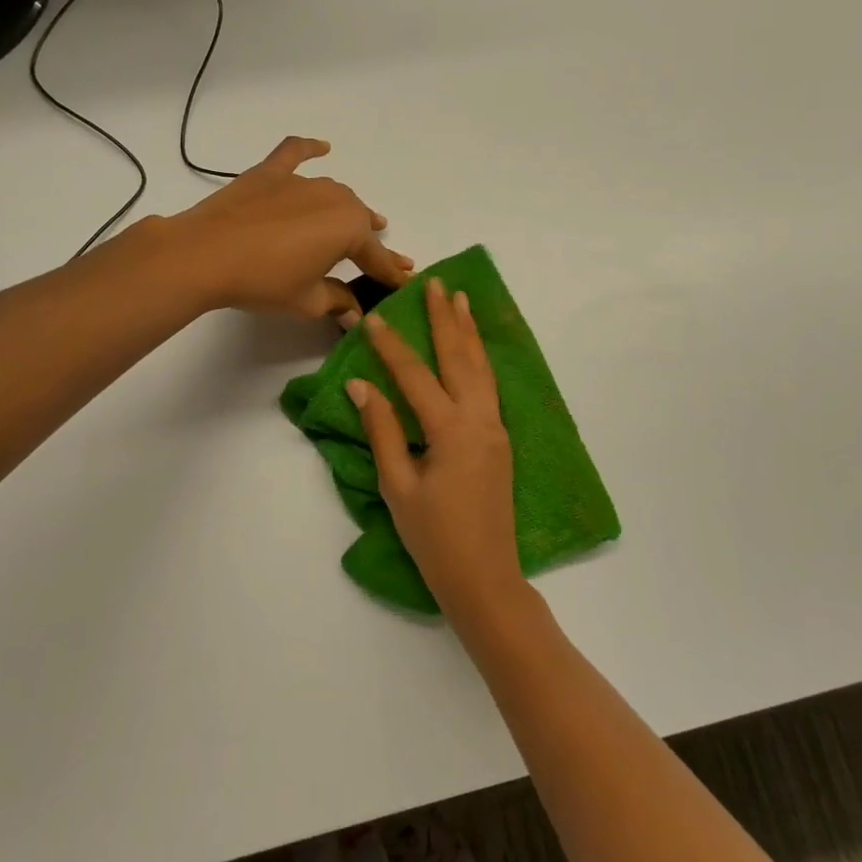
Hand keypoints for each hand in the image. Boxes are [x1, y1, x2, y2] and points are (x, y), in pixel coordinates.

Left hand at [166, 137, 412, 320]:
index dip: (390, 274)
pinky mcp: (270, 173)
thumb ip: (338, 302)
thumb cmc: (264, 282)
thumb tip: (355, 313)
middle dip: (370, 243)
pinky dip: (309, 150)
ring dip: (347, 210)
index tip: (403, 283)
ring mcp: (301, 181)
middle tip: (378, 265)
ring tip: (356, 223)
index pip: (377, 258)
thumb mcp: (307, 302)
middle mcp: (334, 198)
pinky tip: (322, 147)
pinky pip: (295, 154)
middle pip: (359, 222)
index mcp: (349, 229)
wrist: (205, 255)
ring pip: (335, 195)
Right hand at [349, 278, 527, 625]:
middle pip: (461, 358)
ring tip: (461, 300)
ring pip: (482, 369)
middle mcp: (480, 421)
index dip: (392, 346)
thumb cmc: (434, 539)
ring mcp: (496, 430)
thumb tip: (360, 384)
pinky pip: (489, 388)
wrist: (485, 578)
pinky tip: (472, 350)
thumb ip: (382, 430)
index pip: (415, 376)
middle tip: (436, 283)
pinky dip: (479, 360)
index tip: (373, 317)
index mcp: (451, 431)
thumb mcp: (398, 486)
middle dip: (446, 319)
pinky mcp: (500, 441)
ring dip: (469, 333)